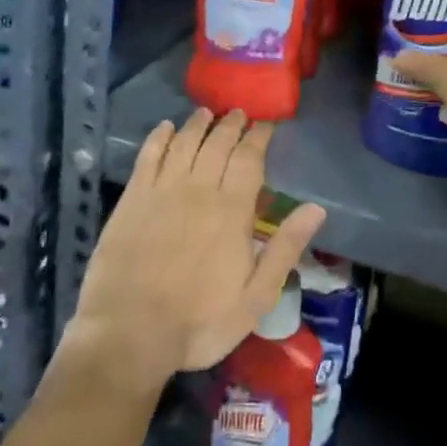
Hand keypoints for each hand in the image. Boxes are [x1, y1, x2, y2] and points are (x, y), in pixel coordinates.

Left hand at [66, 109, 325, 391]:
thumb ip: (285, 248)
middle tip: (239, 113)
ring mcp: (163, 189)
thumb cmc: (199, 321)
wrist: (129, 332)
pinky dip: (160, 136)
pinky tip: (166, 128)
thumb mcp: (255, 297)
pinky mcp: (133, 196)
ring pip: (185, 142)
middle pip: (218, 143)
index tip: (266, 124)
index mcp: (232, 209)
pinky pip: (149, 154)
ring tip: (207, 113)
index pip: (250, 158)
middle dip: (231, 124)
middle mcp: (199, 188)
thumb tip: (316, 209)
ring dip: (198, 123)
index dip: (259, 137)